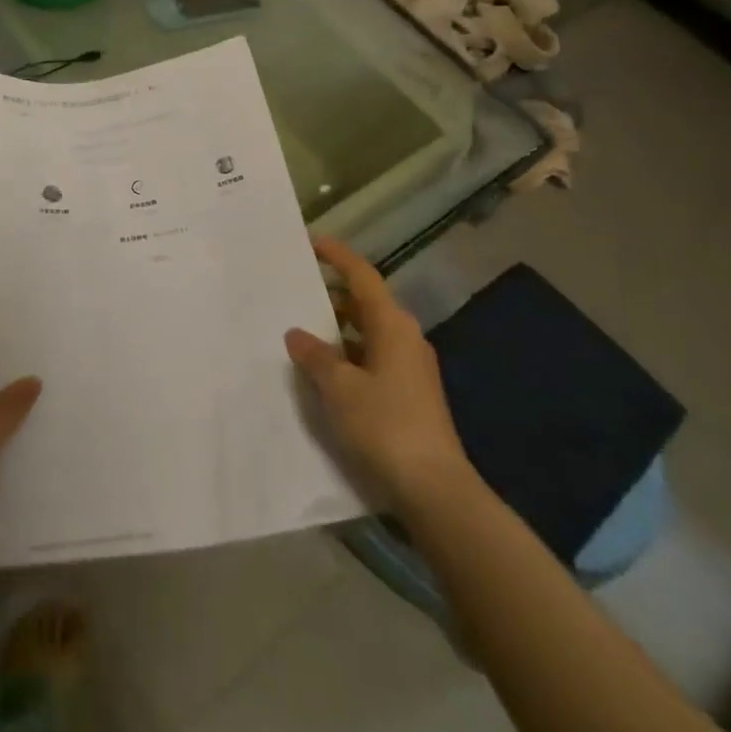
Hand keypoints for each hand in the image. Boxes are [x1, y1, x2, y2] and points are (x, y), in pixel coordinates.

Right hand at [285, 237, 472, 508]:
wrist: (435, 489)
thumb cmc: (385, 425)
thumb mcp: (339, 387)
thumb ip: (315, 355)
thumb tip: (297, 334)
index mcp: (392, 325)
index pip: (362, 276)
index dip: (337, 256)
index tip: (312, 242)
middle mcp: (405, 338)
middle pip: (364, 303)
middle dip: (331, 295)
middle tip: (295, 290)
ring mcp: (410, 368)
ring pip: (367, 332)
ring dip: (337, 329)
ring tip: (300, 331)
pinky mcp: (409, 394)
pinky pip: (371, 358)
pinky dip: (347, 355)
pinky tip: (323, 372)